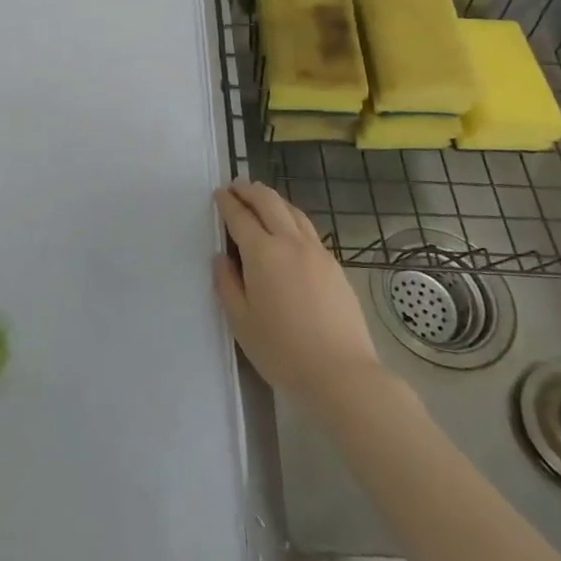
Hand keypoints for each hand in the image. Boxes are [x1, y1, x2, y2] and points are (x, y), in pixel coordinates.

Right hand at [213, 181, 380, 413]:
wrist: (342, 374)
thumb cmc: (283, 350)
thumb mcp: (241, 321)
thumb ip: (226, 284)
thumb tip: (221, 258)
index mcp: (263, 253)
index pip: (240, 217)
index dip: (227, 203)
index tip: (218, 194)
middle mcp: (291, 243)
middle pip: (269, 202)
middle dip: (250, 190)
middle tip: (236, 186)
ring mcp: (317, 252)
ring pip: (293, 212)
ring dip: (273, 200)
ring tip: (261, 199)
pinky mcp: (335, 266)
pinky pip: (308, 229)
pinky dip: (292, 218)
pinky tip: (289, 229)